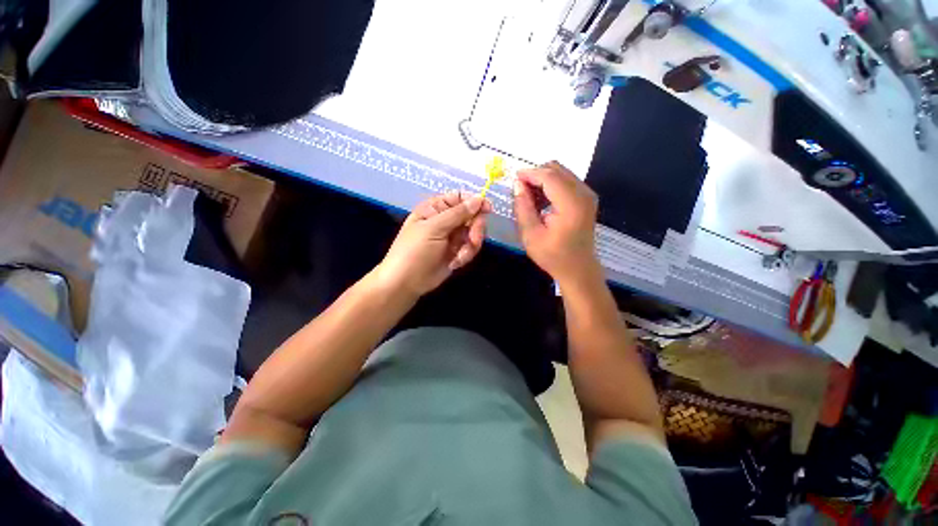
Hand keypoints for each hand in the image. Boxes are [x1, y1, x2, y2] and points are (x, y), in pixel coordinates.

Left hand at [376, 191, 490, 296]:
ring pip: (474, 233)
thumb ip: (457, 213)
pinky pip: (471, 248)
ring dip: (471, 245)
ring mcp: (453, 236)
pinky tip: (455, 263)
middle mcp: (446, 220)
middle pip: (472, 215)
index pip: (460, 197)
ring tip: (460, 256)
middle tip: (473, 240)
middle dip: (475, 228)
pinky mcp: (457, 251)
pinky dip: (466, 255)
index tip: (488, 209)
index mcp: (436, 208)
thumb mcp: (434, 228)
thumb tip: (479, 199)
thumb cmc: (415, 251)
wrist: (406, 282)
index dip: (475, 201)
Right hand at [513, 161, 599, 284]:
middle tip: (520, 189)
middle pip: (557, 170)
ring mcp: (588, 195)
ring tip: (529, 196)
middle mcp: (584, 194)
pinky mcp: (587, 199)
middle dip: (536, 174)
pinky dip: (552, 185)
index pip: (549, 177)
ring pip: (562, 173)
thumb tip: (518, 185)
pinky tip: (541, 200)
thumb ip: (523, 207)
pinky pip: (567, 181)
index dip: (530, 173)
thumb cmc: (553, 256)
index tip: (513, 178)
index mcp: (571, 204)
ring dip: (543, 179)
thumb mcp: (531, 234)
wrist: (578, 269)